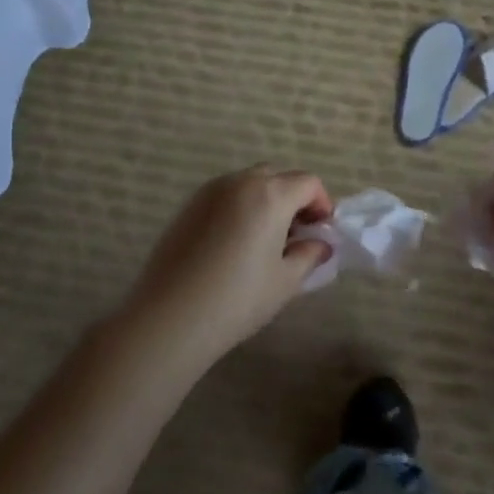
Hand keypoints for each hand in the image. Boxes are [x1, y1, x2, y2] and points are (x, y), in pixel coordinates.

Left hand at [122, 166, 334, 364]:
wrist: (171, 316)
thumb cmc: (238, 299)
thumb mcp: (285, 280)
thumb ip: (309, 255)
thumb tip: (320, 244)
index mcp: (270, 195)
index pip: (308, 183)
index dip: (322, 203)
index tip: (322, 231)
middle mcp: (240, 182)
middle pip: (278, 177)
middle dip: (294, 198)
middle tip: (297, 234)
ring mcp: (210, 191)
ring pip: (249, 183)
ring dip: (266, 200)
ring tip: (266, 239)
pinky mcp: (189, 206)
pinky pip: (225, 195)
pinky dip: (240, 207)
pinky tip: (236, 243)